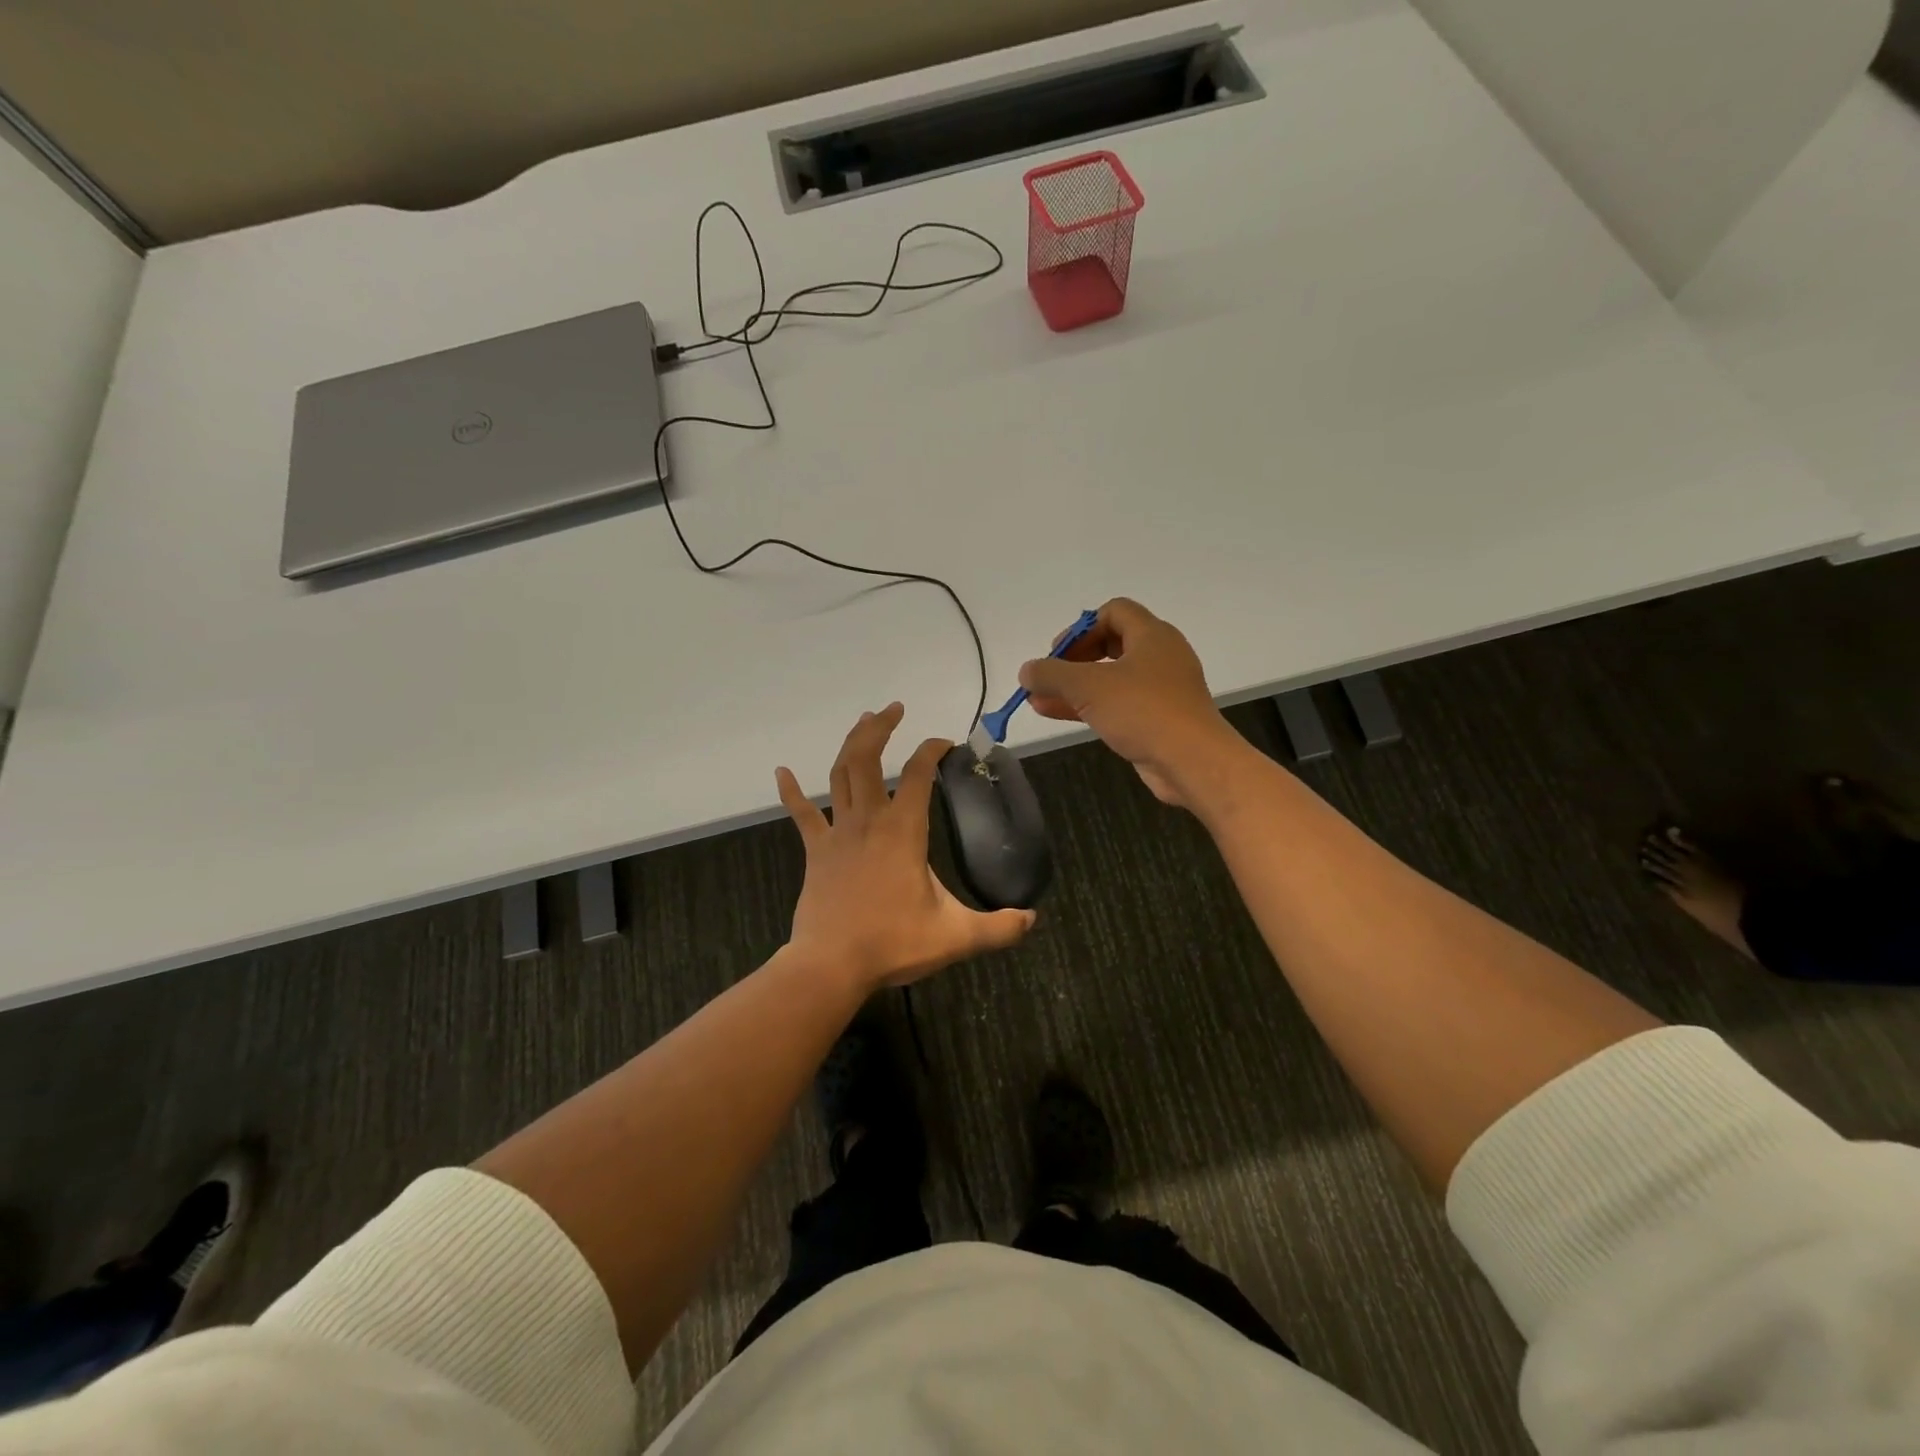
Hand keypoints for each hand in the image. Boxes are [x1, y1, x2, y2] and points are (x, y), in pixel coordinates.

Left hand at [777, 703, 1035, 988]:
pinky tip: (780, 771)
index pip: (919, 774)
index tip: (945, 744)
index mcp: (903, 830)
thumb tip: (1032, 919)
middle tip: (894, 709)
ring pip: (839, 775)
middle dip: (880, 728)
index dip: (932, 750)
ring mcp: (837, 833)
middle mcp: (868, 820)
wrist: (831, 965)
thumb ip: (999, 928)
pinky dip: (790, 791)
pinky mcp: (816, 852)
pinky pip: (801, 814)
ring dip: (851, 745)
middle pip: (868, 759)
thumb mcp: (955, 936)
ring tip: (863, 722)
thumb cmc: (892, 943)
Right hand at [1019, 598, 1244, 807]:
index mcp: (1152, 635)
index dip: (1081, 627)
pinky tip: (1055, 713)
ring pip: (1111, 678)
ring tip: (1038, 699)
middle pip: (1111, 643)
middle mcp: (1160, 656)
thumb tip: (1026, 670)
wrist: (1192, 762)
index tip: (1057, 653)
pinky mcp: (1159, 718)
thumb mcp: (1088, 687)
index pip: (1114, 612)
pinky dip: (1089, 705)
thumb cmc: (1143, 711)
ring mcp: (1161, 689)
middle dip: (1074, 659)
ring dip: (1075, 686)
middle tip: (1049, 675)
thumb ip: (1052, 674)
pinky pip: (1118, 703)